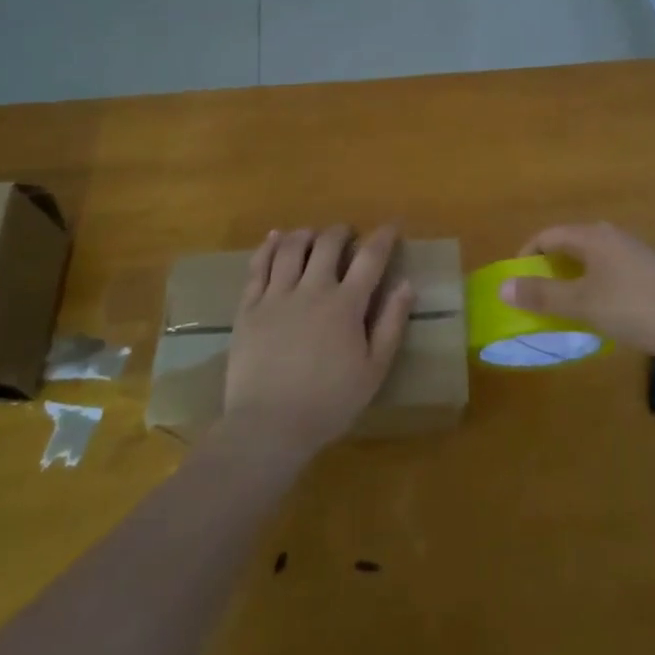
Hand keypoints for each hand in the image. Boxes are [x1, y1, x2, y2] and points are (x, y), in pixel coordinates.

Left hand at [222, 224, 413, 454]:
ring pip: (291, 248)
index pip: (370, 257)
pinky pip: (257, 266)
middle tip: (348, 235)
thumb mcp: (374, 369)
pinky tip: (276, 239)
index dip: (383, 237)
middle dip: (342, 232)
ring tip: (314, 236)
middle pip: (328, 243)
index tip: (391, 226)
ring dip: (306, 234)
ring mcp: (276, 296)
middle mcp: (312, 290)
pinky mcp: (248, 308)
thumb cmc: (329, 402)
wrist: (268, 427)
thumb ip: (392, 323)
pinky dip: (269, 246)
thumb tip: (406, 284)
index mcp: (346, 305)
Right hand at [504, 222, 654, 364]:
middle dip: (550, 266)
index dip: (527, 255)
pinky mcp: (651, 270)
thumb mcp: (581, 304)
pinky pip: (611, 269)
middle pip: (571, 243)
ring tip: (566, 303)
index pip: (549, 235)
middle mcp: (613, 235)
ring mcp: (635, 252)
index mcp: (593, 236)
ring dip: (573, 276)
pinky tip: (601, 308)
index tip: (516, 282)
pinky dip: (595, 282)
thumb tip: (503, 287)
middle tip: (538, 294)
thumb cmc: (631, 309)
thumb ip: (541, 295)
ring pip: (592, 257)